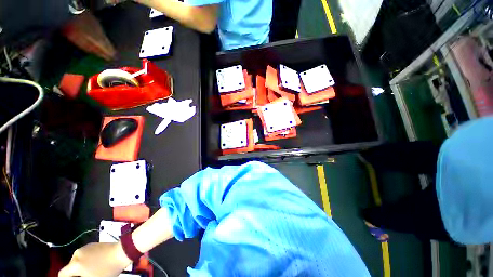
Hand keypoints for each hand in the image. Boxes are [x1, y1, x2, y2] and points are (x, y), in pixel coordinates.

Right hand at [59, 242, 130, 276]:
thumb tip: (77, 275)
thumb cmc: (107, 269)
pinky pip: (85, 255)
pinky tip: (95, 264)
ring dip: (81, 267)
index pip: (62, 273)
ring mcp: (85, 247)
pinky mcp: (93, 244)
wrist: (122, 252)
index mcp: (75, 264)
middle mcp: (77, 254)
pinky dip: (86, 261)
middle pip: (70, 267)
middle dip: (75, 274)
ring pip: (78, 261)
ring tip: (90, 272)